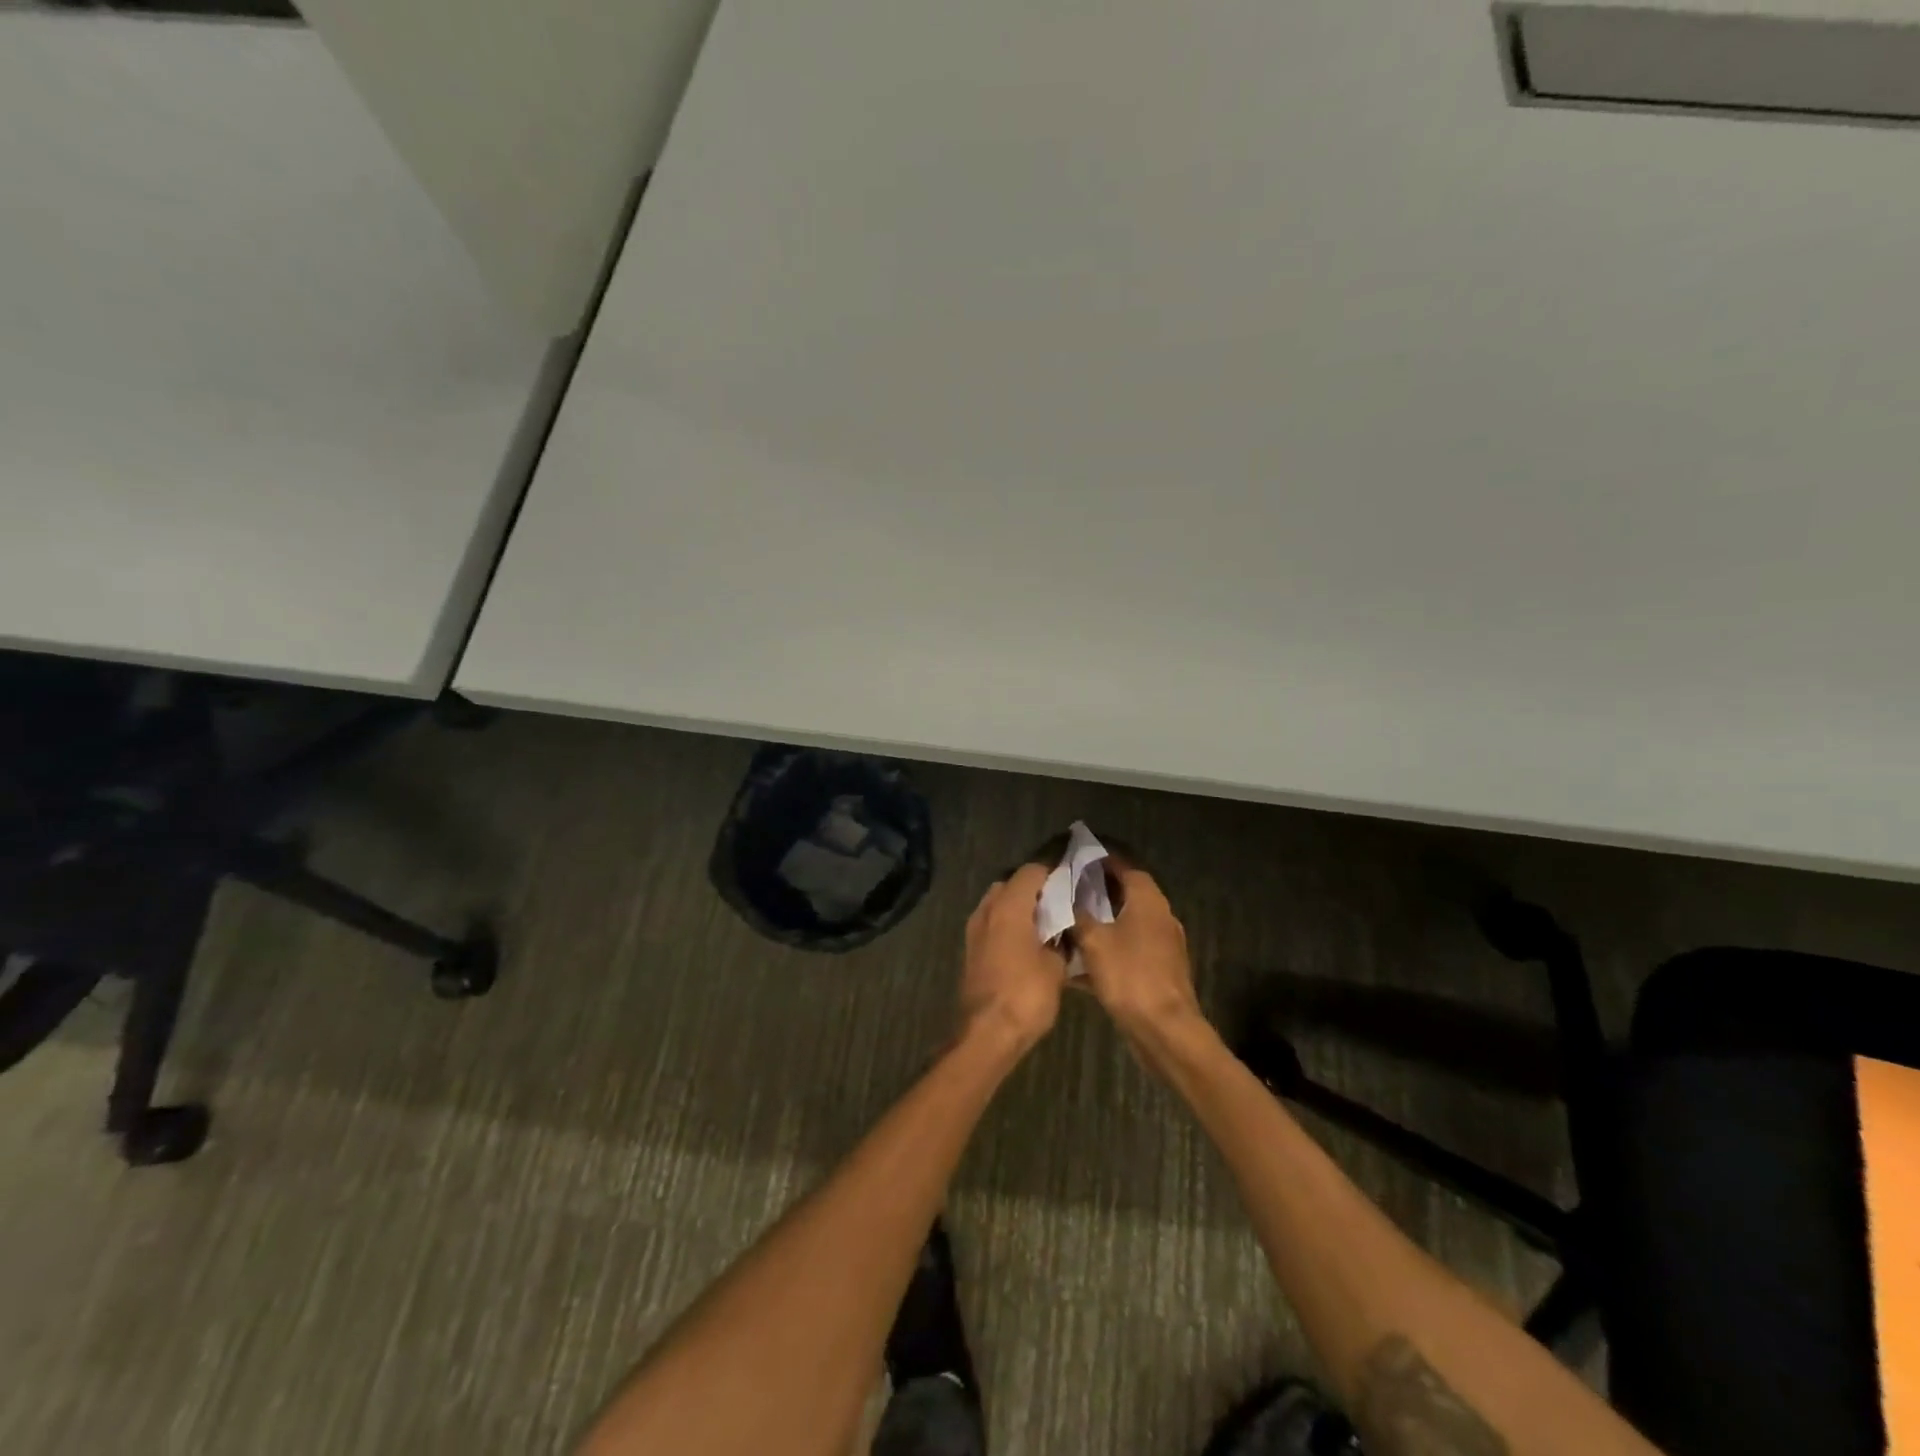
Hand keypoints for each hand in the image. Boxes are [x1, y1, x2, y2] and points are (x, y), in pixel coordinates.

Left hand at [959, 863, 1068, 1055]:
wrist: (987, 1033)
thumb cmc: (1026, 995)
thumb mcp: (1056, 967)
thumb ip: (1060, 941)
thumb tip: (1061, 933)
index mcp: (1009, 907)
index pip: (1031, 871)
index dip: (1053, 875)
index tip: (1071, 886)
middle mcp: (987, 911)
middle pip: (1010, 884)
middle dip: (1033, 891)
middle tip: (1058, 907)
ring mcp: (974, 930)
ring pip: (997, 905)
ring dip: (1018, 909)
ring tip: (1044, 928)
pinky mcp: (970, 950)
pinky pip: (991, 925)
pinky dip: (1007, 927)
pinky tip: (1027, 946)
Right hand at [1073, 861, 1203, 1038]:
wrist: (1164, 1030)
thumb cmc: (1129, 975)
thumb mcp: (1094, 940)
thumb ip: (1077, 914)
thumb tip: (1064, 897)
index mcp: (1148, 901)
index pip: (1126, 867)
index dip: (1102, 860)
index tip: (1077, 858)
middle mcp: (1159, 917)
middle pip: (1126, 894)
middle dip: (1098, 891)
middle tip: (1067, 889)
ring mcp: (1161, 946)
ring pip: (1126, 923)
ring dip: (1101, 921)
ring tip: (1068, 921)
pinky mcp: (1157, 971)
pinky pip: (1127, 950)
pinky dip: (1107, 949)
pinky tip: (1080, 962)